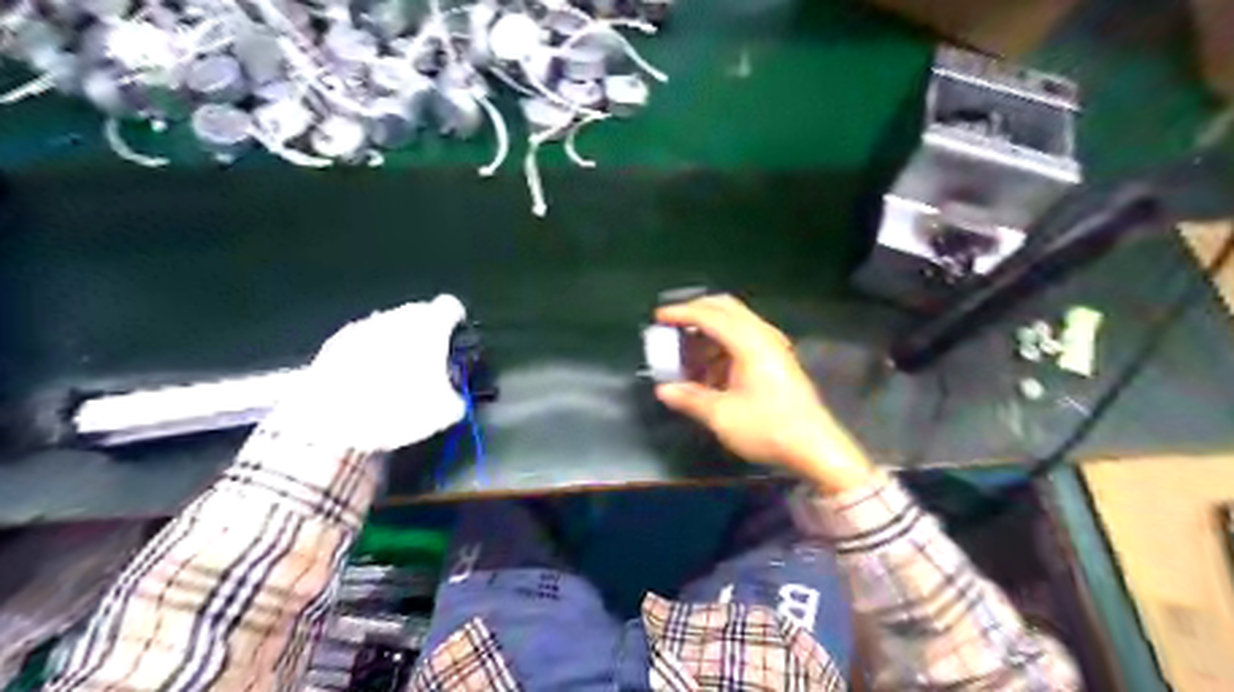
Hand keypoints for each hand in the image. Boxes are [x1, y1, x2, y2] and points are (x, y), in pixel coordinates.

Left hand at [270, 292, 471, 450]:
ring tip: (396, 379)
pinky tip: (367, 385)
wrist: (329, 416)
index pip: (450, 306)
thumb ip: (455, 398)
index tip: (456, 337)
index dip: (456, 321)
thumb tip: (454, 401)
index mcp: (429, 325)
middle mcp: (397, 317)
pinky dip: (368, 357)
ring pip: (389, 329)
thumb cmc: (394, 406)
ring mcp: (364, 326)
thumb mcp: (443, 412)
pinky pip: (362, 344)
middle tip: (429, 366)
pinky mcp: (335, 343)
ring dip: (395, 346)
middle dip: (425, 336)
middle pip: (418, 316)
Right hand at [655, 294, 877, 494]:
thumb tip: (663, 390)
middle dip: (697, 312)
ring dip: (710, 331)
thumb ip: (690, 398)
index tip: (659, 317)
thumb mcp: (722, 416)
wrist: (815, 447)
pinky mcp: (778, 359)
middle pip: (727, 308)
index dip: (682, 313)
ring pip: (736, 322)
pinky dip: (723, 343)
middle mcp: (763, 336)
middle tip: (673, 324)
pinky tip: (710, 368)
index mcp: (750, 343)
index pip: (710, 316)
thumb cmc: (768, 429)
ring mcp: (774, 346)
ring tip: (688, 352)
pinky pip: (745, 338)